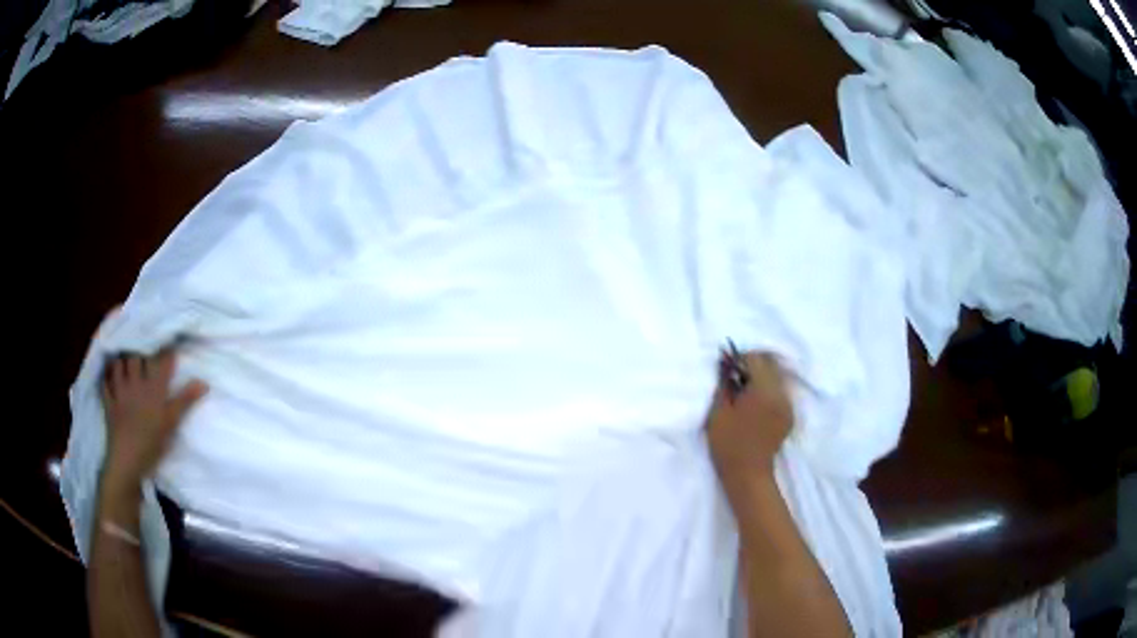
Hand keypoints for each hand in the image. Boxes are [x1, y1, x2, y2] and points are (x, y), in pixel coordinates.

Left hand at [100, 349, 207, 498]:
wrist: (128, 461)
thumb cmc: (152, 444)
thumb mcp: (171, 423)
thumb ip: (185, 400)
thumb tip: (205, 383)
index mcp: (153, 389)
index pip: (161, 362)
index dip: (166, 352)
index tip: (170, 344)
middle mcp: (136, 383)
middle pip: (136, 356)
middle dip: (140, 350)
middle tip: (144, 350)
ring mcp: (120, 392)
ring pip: (119, 364)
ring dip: (122, 359)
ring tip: (126, 359)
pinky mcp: (109, 402)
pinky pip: (105, 383)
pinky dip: (107, 376)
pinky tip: (109, 375)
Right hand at [706, 351, 792, 491]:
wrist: (748, 473)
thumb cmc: (728, 443)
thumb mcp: (719, 411)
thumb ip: (724, 384)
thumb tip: (726, 364)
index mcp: (764, 390)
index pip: (757, 359)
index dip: (741, 358)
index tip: (728, 367)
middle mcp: (781, 393)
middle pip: (771, 364)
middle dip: (753, 365)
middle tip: (735, 377)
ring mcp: (788, 404)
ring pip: (777, 377)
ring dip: (762, 377)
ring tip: (745, 391)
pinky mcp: (790, 415)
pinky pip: (780, 391)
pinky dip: (768, 390)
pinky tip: (755, 404)